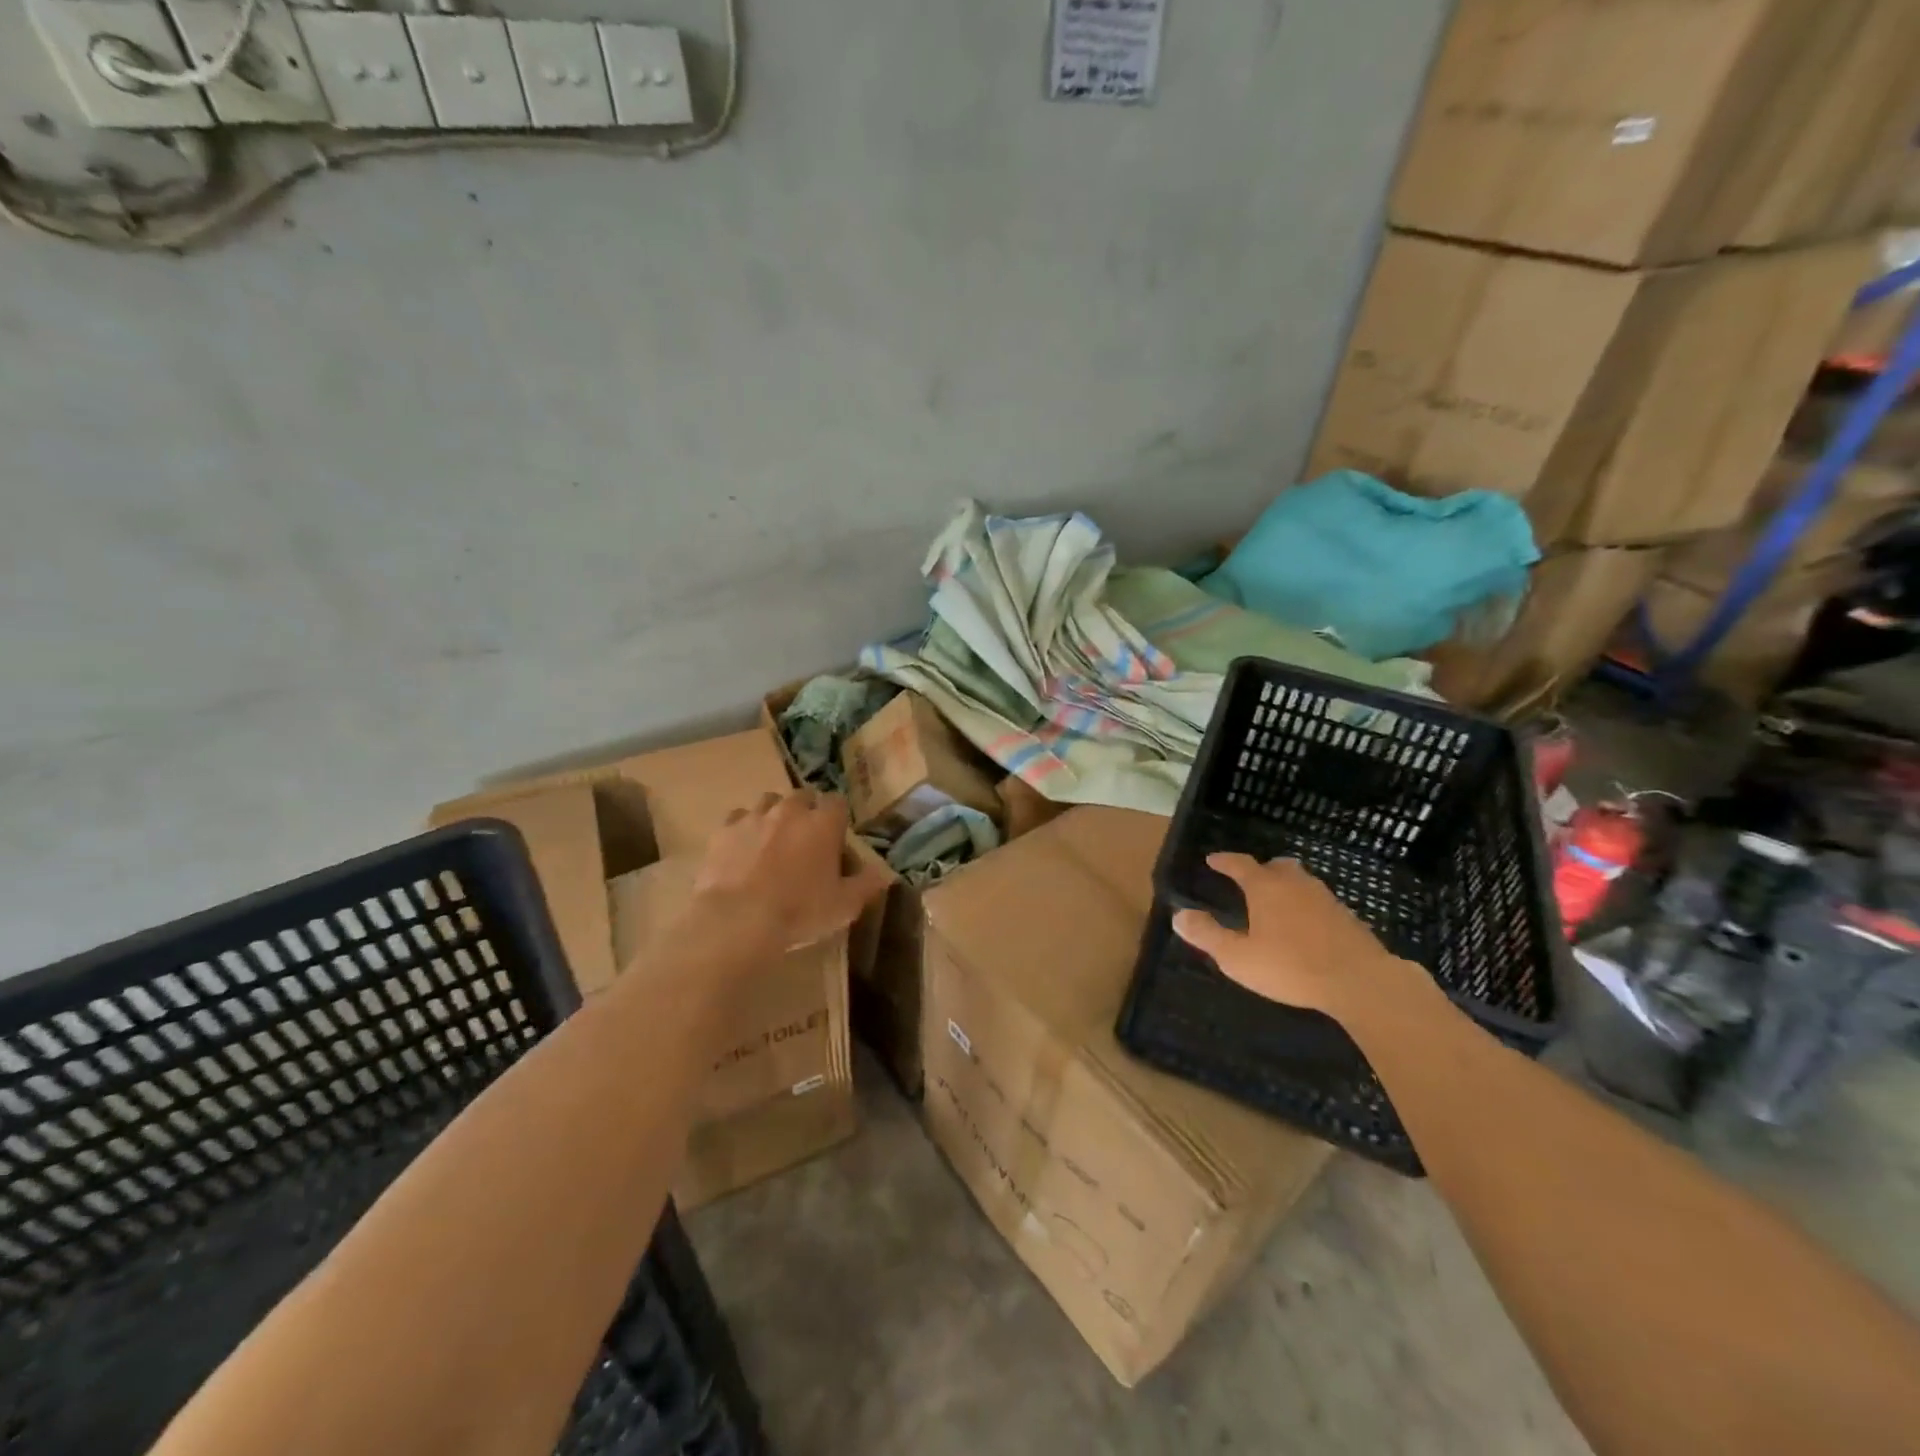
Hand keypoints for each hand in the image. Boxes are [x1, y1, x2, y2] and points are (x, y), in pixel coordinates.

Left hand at [691, 790, 889, 953]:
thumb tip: (885, 874)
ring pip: (769, 802)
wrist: (738, 920)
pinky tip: (743, 849)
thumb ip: (866, 885)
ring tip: (773, 840)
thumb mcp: (844, 906)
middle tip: (805, 840)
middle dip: (806, 811)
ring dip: (774, 815)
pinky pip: (737, 819)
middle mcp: (790, 810)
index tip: (836, 838)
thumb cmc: (799, 911)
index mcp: (823, 823)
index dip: (837, 818)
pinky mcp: (724, 830)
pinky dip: (743, 829)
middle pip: (803, 796)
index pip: (837, 802)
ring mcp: (754, 817)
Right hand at [1171, 854, 1436, 1020]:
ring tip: (1277, 904)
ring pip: (1301, 882)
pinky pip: (1319, 902)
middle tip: (1250, 882)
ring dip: (1286, 887)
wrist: (1360, 982)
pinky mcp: (1348, 917)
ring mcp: (1325, 898)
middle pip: (1276, 866)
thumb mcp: (1238, 957)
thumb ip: (1208, 935)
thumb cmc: (1291, 967)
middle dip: (1261, 870)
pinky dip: (1307, 907)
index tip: (1212, 860)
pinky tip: (1306, 927)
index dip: (1224, 861)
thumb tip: (1180, 916)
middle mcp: (1295, 884)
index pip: (1240, 864)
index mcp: (1265, 887)